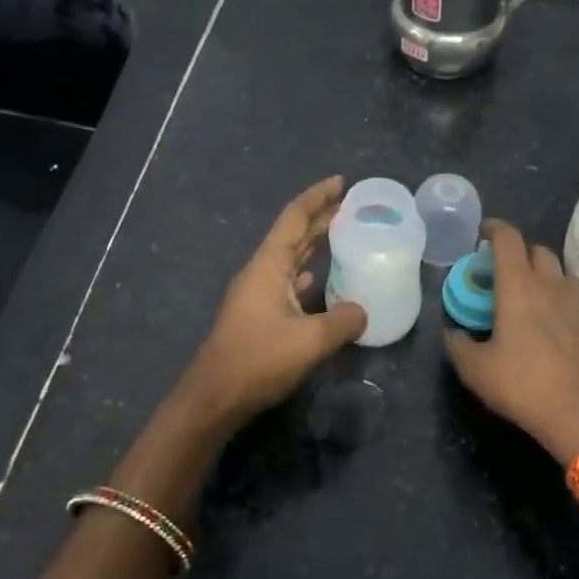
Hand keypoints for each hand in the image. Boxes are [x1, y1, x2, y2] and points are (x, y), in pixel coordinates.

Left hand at [178, 176, 367, 426]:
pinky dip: (306, 274)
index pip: (295, 218)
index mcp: (268, 266)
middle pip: (293, 235)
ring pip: (289, 259)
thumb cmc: (259, 360)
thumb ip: (343, 321)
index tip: (342, 182)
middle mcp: (260, 272)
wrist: (214, 396)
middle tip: (354, 208)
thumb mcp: (310, 341)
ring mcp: (256, 294)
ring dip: (314, 246)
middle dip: (321, 218)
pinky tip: (320, 281)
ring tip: (344, 238)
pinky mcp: (257, 315)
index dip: (318, 197)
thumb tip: (363, 311)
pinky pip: (287, 282)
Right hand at [443, 219, 578, 464]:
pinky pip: (576, 301)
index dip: (494, 229)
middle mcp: (552, 286)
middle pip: (538, 251)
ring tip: (529, 296)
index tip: (482, 233)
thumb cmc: (524, 385)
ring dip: (544, 275)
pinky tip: (552, 326)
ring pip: (562, 273)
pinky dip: (560, 302)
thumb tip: (452, 334)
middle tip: (501, 271)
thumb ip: (458, 346)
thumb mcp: (476, 370)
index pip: (509, 239)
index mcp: (519, 287)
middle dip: (519, 253)